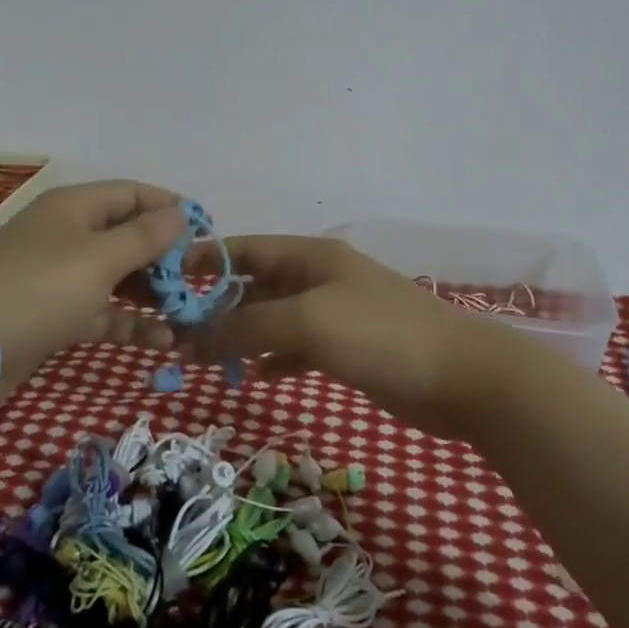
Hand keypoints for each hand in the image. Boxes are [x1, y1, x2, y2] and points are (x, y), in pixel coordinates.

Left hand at [0, 180, 188, 391]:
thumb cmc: (41, 288)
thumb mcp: (100, 258)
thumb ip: (145, 236)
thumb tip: (181, 213)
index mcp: (75, 207)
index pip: (131, 193)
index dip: (168, 207)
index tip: (205, 230)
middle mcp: (68, 234)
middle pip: (126, 235)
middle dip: (164, 256)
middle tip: (199, 279)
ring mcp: (60, 275)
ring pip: (117, 276)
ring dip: (151, 293)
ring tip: (188, 312)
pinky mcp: (55, 314)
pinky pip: (102, 311)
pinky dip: (129, 322)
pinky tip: (162, 340)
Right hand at [183, 235, 488, 438]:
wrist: (462, 378)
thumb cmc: (382, 335)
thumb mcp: (309, 321)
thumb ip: (249, 326)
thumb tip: (194, 337)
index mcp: (311, 257)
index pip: (246, 249)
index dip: (207, 259)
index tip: (166, 278)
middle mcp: (318, 279)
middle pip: (256, 286)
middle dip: (218, 306)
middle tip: (177, 333)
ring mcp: (333, 315)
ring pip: (272, 319)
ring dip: (240, 335)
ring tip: (202, 358)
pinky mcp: (346, 349)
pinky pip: (295, 348)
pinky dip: (272, 358)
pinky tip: (252, 375)